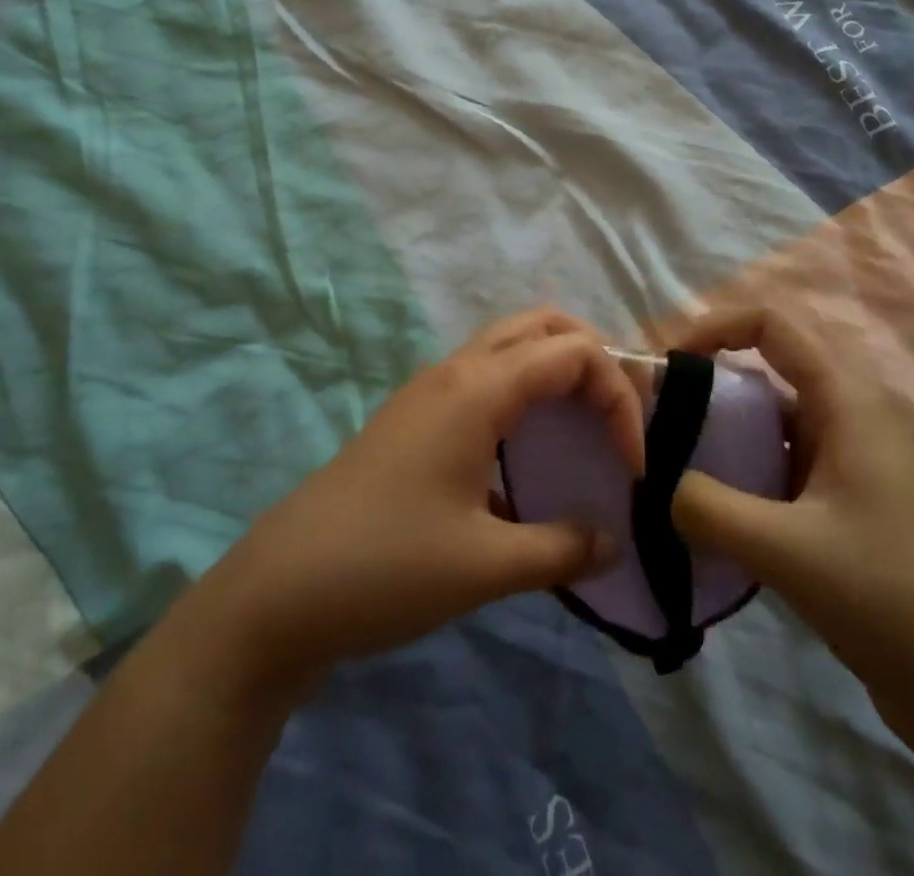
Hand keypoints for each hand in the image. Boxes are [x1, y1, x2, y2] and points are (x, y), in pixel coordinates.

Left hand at [191, 309, 644, 695]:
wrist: (281, 588)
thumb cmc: (387, 567)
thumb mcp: (486, 566)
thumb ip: (562, 548)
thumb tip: (613, 542)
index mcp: (478, 389)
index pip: (574, 354)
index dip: (619, 399)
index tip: (633, 466)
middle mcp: (456, 371)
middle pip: (542, 325)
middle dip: (593, 359)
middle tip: (617, 417)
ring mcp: (429, 389)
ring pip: (509, 346)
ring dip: (556, 370)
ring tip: (584, 427)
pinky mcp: (414, 416)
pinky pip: (484, 377)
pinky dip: (523, 393)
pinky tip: (527, 456)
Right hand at [669, 304, 913, 741]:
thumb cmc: (893, 598)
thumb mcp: (787, 550)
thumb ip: (707, 508)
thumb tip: (657, 484)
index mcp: (846, 402)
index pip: (772, 324)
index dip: (714, 327)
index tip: (669, 365)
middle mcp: (850, 419)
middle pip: (767, 373)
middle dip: (709, 388)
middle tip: (660, 423)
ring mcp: (853, 466)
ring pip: (774, 426)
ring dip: (725, 438)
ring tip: (675, 470)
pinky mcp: (851, 510)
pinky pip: (784, 470)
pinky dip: (745, 478)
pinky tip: (715, 518)